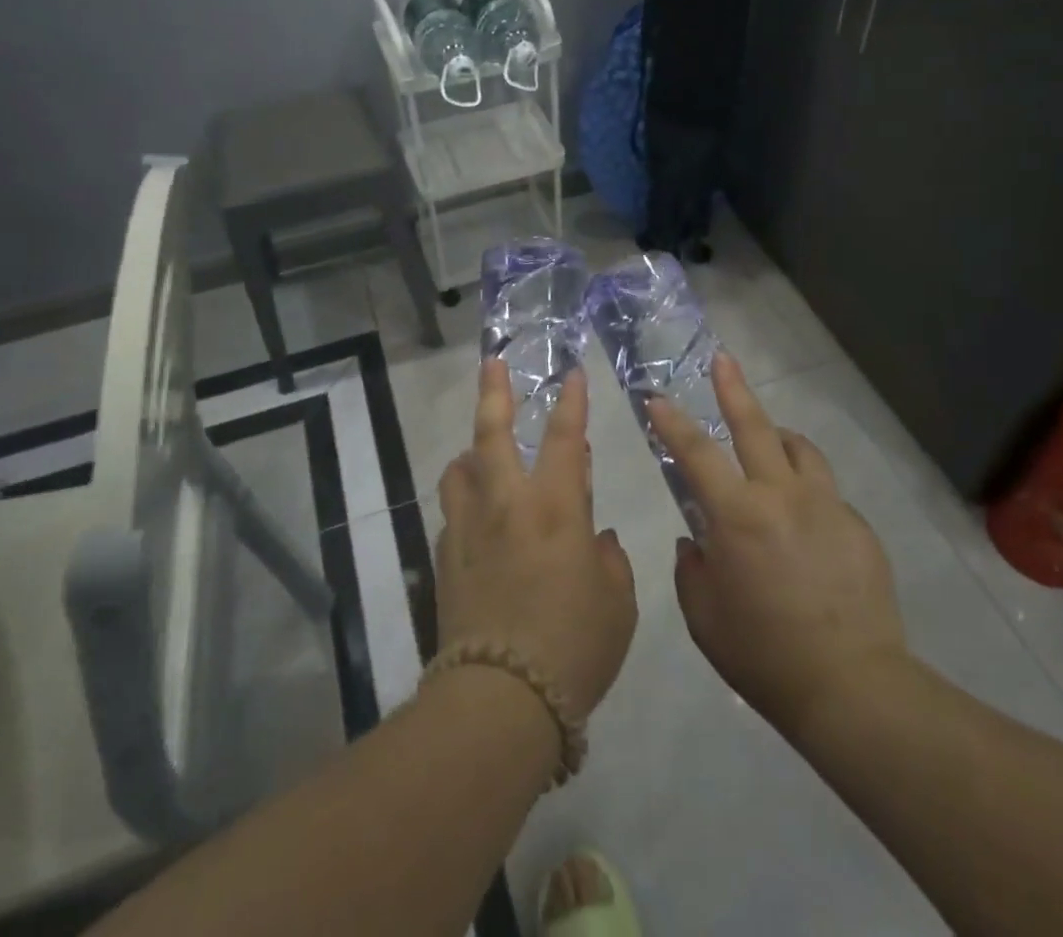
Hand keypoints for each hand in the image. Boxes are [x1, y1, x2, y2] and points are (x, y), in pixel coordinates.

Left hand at [435, 362, 637, 718]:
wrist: (500, 700)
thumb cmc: (574, 647)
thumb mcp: (617, 604)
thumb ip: (609, 560)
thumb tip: (594, 538)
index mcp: (556, 507)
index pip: (566, 437)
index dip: (572, 401)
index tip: (571, 372)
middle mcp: (508, 504)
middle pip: (492, 433)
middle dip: (494, 392)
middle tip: (491, 363)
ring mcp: (469, 528)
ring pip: (460, 468)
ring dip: (471, 453)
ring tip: (481, 456)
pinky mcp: (445, 558)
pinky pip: (453, 512)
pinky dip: (466, 503)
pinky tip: (478, 524)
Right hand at [653, 354, 908, 738]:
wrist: (853, 687)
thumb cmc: (763, 655)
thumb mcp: (704, 617)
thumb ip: (692, 570)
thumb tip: (697, 543)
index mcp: (738, 516)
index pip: (696, 453)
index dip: (672, 422)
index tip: (656, 399)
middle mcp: (783, 496)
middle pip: (756, 426)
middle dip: (733, 389)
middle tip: (723, 360)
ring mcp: (826, 507)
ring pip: (800, 449)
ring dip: (778, 438)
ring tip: (769, 443)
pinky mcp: (857, 527)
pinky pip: (825, 494)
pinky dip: (806, 493)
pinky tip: (804, 528)